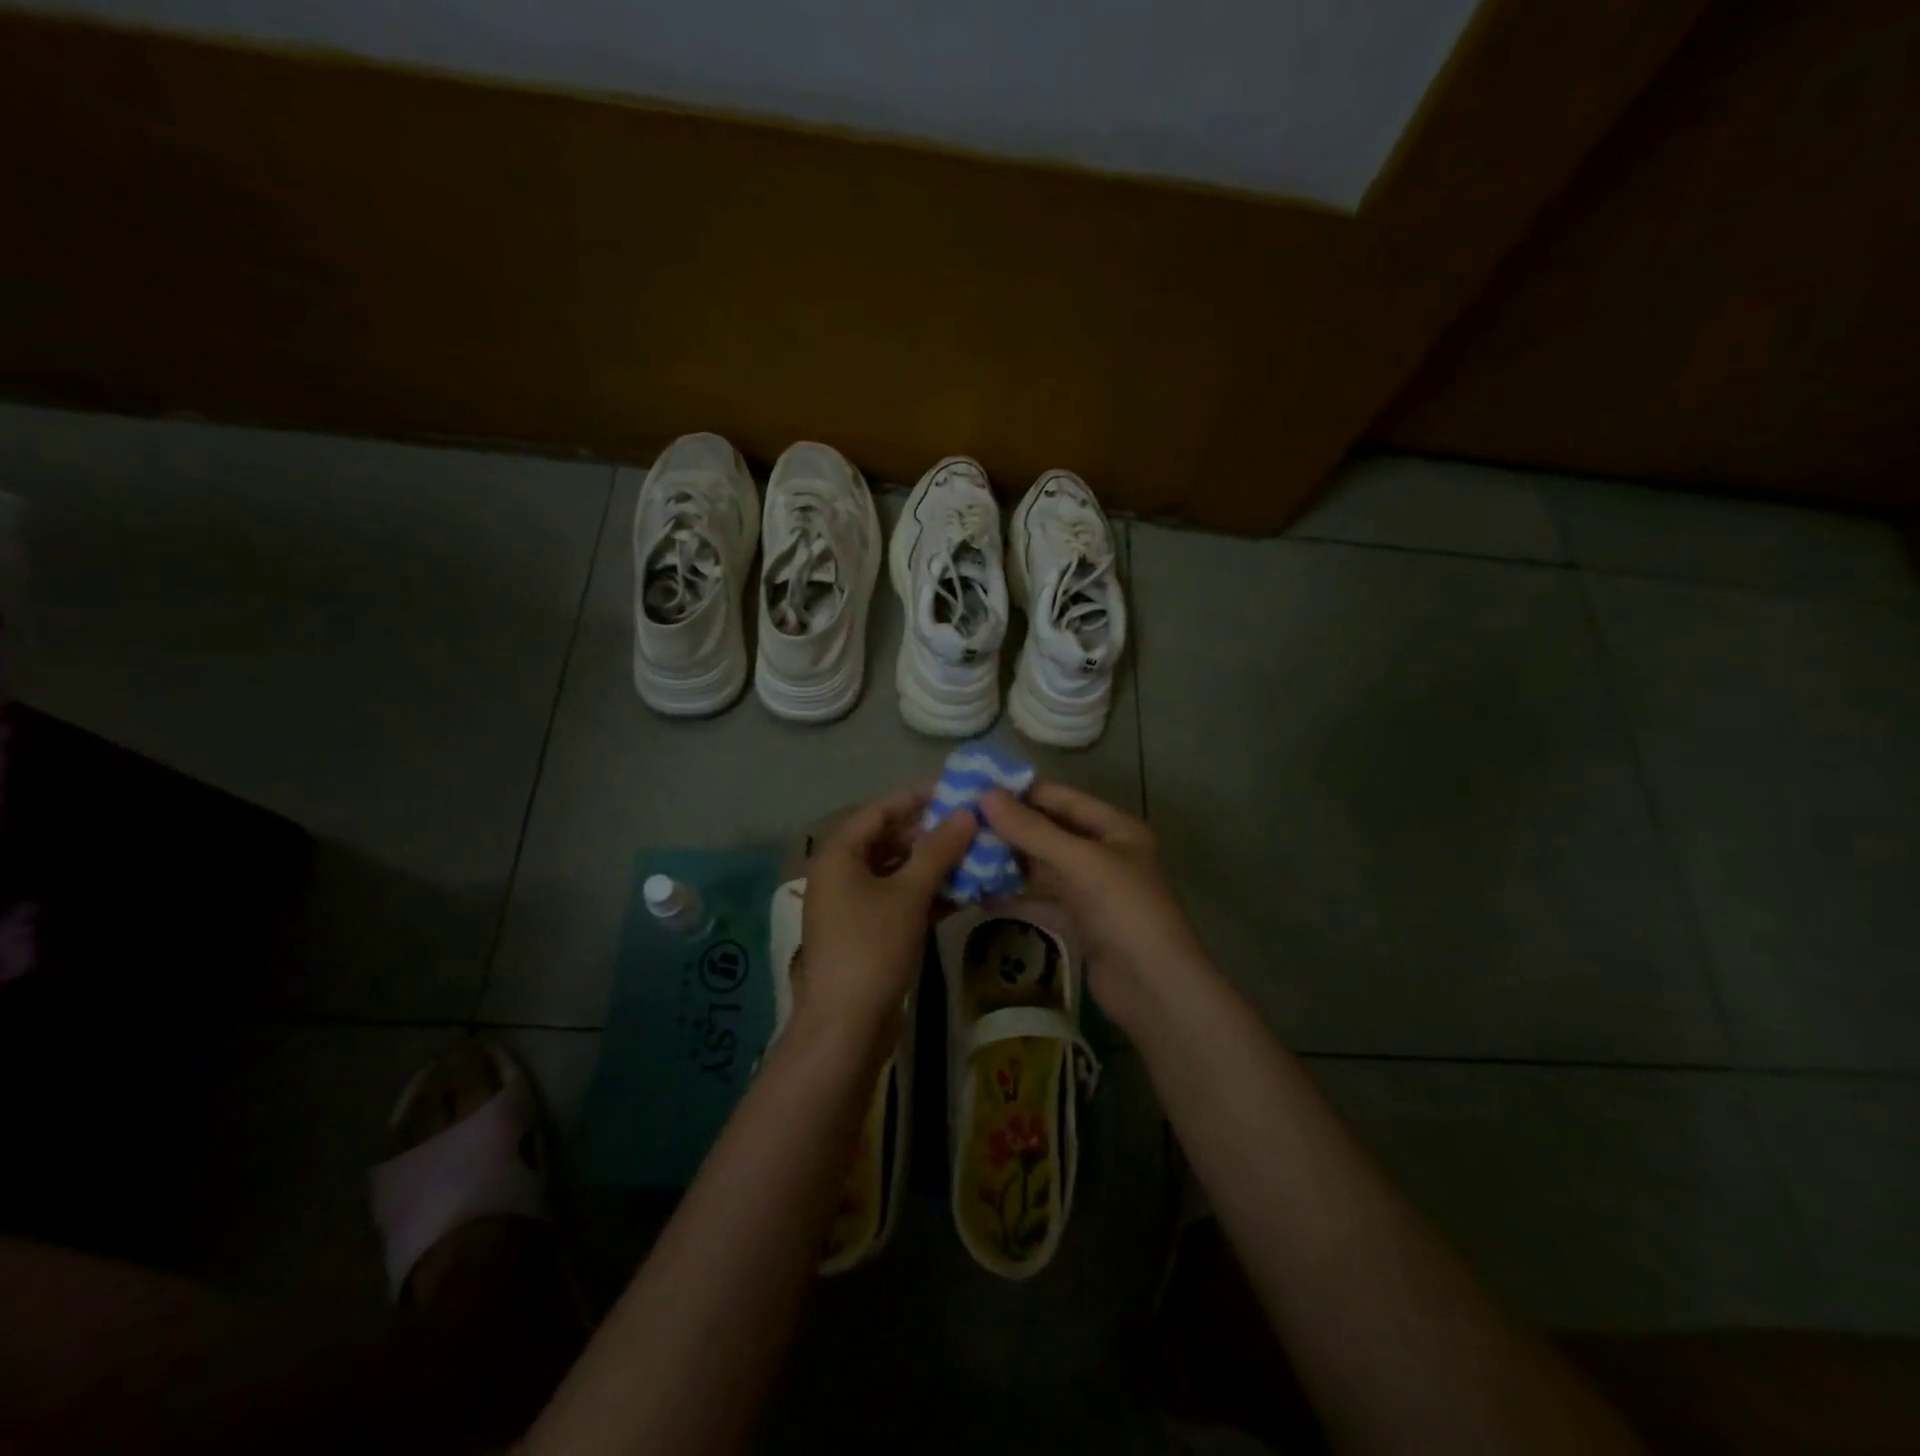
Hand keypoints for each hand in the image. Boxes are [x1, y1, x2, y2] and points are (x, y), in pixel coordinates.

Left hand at [797, 787, 974, 1041]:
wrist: (846, 1027)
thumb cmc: (872, 948)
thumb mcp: (909, 894)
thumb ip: (938, 850)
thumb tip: (966, 812)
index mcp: (839, 855)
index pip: (880, 810)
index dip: (917, 798)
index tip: (957, 791)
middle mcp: (841, 873)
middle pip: (889, 840)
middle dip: (931, 833)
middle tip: (974, 825)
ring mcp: (853, 905)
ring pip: (897, 872)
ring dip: (934, 865)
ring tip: (977, 855)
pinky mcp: (868, 932)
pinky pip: (899, 900)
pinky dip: (928, 894)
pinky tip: (964, 893)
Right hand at [979, 783, 1205, 1027]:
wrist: (1155, 990)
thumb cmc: (1124, 911)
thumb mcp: (1080, 862)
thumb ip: (1032, 830)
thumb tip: (985, 796)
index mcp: (1115, 828)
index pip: (1062, 798)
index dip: (1022, 793)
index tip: (976, 790)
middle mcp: (1105, 854)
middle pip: (1051, 833)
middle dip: (1010, 829)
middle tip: (961, 823)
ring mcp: (1093, 890)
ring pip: (1044, 868)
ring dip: (1010, 862)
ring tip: (964, 854)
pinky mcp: (1081, 922)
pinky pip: (1043, 901)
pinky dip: (1017, 898)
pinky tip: (981, 894)